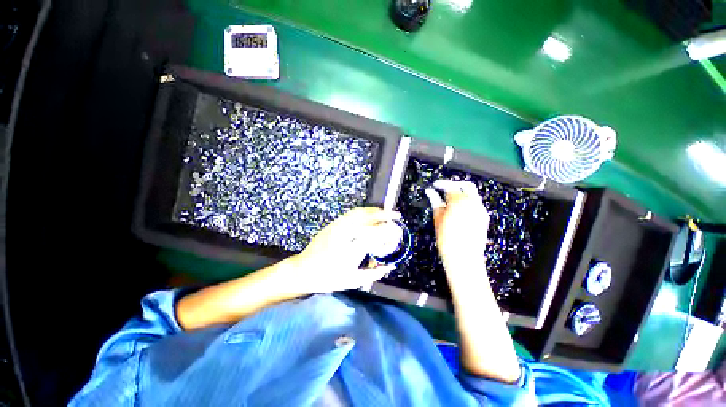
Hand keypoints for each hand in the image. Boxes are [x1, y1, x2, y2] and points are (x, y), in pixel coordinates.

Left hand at [291, 207, 400, 293]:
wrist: (304, 270)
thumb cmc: (329, 278)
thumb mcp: (354, 280)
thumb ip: (374, 273)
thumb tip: (390, 265)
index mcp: (353, 248)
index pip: (376, 233)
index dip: (390, 229)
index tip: (398, 230)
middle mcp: (346, 233)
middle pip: (369, 218)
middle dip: (385, 215)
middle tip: (396, 216)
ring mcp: (338, 226)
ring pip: (360, 212)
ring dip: (375, 210)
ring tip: (385, 211)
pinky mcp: (333, 224)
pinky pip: (351, 213)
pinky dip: (364, 211)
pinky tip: (369, 213)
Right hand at [425, 180, 488, 273]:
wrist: (463, 257)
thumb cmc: (447, 238)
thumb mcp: (438, 218)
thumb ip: (435, 202)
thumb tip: (430, 192)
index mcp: (459, 201)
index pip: (450, 186)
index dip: (441, 184)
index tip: (434, 185)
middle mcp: (473, 202)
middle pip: (466, 185)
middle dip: (455, 185)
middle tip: (444, 189)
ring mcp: (480, 209)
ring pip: (473, 194)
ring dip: (462, 193)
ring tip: (450, 200)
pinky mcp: (484, 217)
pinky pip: (476, 204)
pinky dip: (468, 202)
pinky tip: (459, 210)